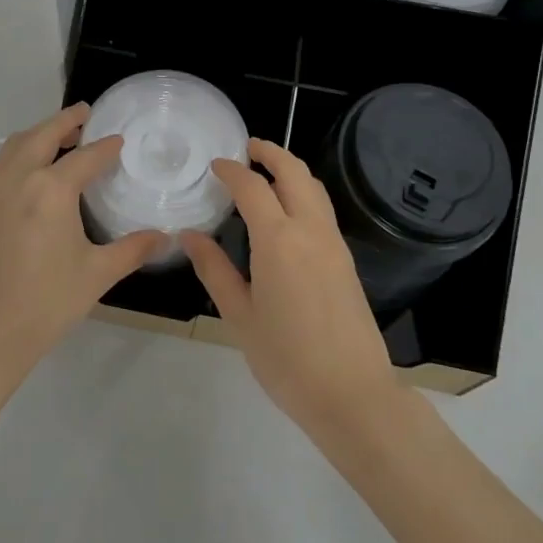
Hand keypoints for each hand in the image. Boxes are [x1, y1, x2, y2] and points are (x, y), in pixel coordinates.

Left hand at [0, 104, 160, 397]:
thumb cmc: (46, 303)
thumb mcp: (97, 275)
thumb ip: (133, 249)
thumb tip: (165, 236)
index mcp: (51, 190)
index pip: (86, 156)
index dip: (106, 147)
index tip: (120, 140)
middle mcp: (19, 179)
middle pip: (42, 135)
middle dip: (65, 120)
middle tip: (86, 113)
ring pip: (16, 146)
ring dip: (39, 133)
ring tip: (61, 136)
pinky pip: (3, 165)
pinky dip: (22, 152)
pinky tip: (36, 172)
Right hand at [181, 139, 400, 437]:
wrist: (352, 394)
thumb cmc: (286, 359)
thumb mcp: (239, 316)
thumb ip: (214, 270)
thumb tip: (190, 235)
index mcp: (278, 240)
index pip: (253, 188)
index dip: (232, 171)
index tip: (215, 165)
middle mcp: (310, 230)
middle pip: (294, 173)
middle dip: (271, 153)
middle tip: (248, 148)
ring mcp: (334, 244)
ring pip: (314, 188)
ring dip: (291, 170)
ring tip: (267, 172)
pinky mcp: (347, 260)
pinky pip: (323, 210)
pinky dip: (304, 194)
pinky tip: (287, 212)